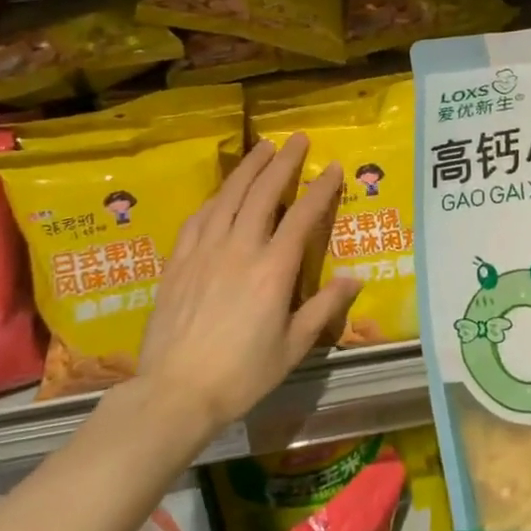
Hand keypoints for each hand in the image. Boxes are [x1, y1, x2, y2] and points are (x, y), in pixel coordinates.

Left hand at [134, 136, 361, 442]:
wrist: (175, 391)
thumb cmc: (242, 373)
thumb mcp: (293, 346)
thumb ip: (324, 307)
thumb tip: (355, 278)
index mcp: (273, 270)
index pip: (302, 217)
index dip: (320, 189)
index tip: (333, 168)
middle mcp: (240, 249)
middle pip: (263, 193)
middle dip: (282, 162)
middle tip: (295, 138)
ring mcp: (204, 251)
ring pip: (228, 197)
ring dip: (247, 169)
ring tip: (261, 147)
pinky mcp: (178, 261)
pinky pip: (198, 218)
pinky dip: (215, 198)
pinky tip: (222, 191)